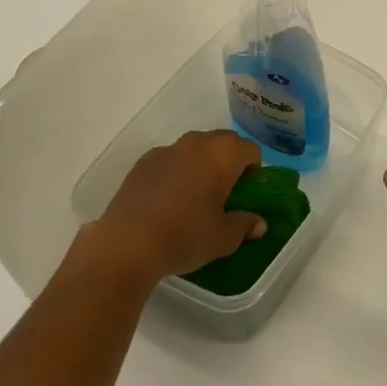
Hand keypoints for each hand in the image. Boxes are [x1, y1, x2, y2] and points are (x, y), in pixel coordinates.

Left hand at [80, 130, 265, 284]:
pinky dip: (176, 171)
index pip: (250, 149)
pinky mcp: (143, 162)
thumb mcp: (224, 238)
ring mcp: (168, 149)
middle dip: (229, 161)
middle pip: (224, 141)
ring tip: (195, 195)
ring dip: (202, 163)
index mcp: (223, 155)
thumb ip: (245, 225)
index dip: (254, 169)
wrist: (127, 243)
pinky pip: (170, 159)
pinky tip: (167, 199)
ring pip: (195, 147)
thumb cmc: (185, 236)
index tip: (247, 192)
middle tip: (225, 192)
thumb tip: (259, 224)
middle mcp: (197, 143)